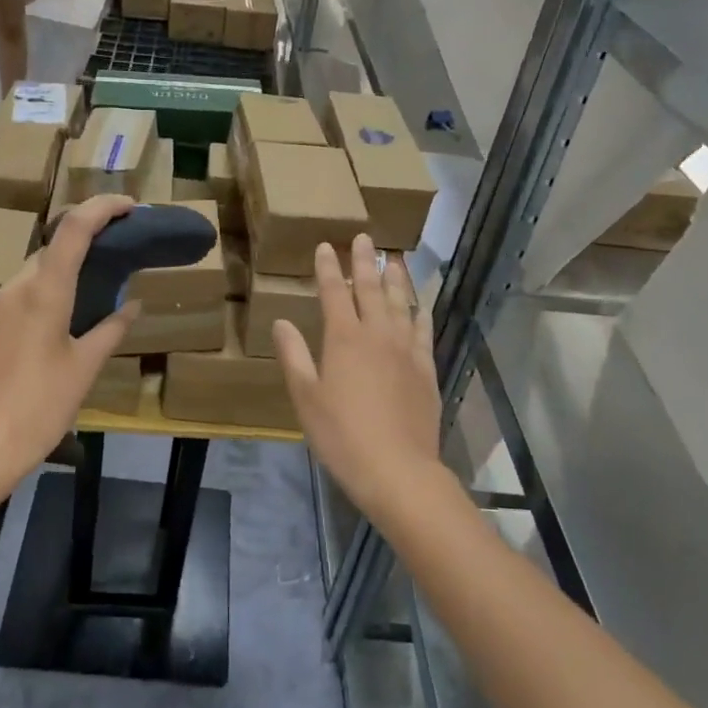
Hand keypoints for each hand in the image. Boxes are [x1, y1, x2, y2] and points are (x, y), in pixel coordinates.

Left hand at [0, 195, 139, 502]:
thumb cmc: (38, 408)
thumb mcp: (84, 369)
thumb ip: (110, 329)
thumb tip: (131, 305)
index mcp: (43, 292)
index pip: (74, 228)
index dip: (103, 208)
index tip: (132, 206)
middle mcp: (14, 288)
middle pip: (55, 249)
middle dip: (89, 242)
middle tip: (122, 254)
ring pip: (37, 272)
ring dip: (68, 270)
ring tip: (99, 288)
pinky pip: (23, 295)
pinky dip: (49, 292)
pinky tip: (66, 319)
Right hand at [274, 236, 444, 527]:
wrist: (398, 469)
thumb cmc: (341, 435)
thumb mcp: (306, 397)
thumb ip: (294, 355)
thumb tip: (281, 321)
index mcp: (344, 339)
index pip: (334, 292)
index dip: (328, 268)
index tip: (326, 246)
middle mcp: (377, 335)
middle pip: (371, 289)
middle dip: (364, 262)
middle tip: (364, 238)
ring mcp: (406, 351)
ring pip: (401, 303)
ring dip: (396, 279)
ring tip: (395, 258)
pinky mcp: (426, 370)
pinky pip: (423, 331)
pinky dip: (420, 312)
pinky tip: (419, 306)